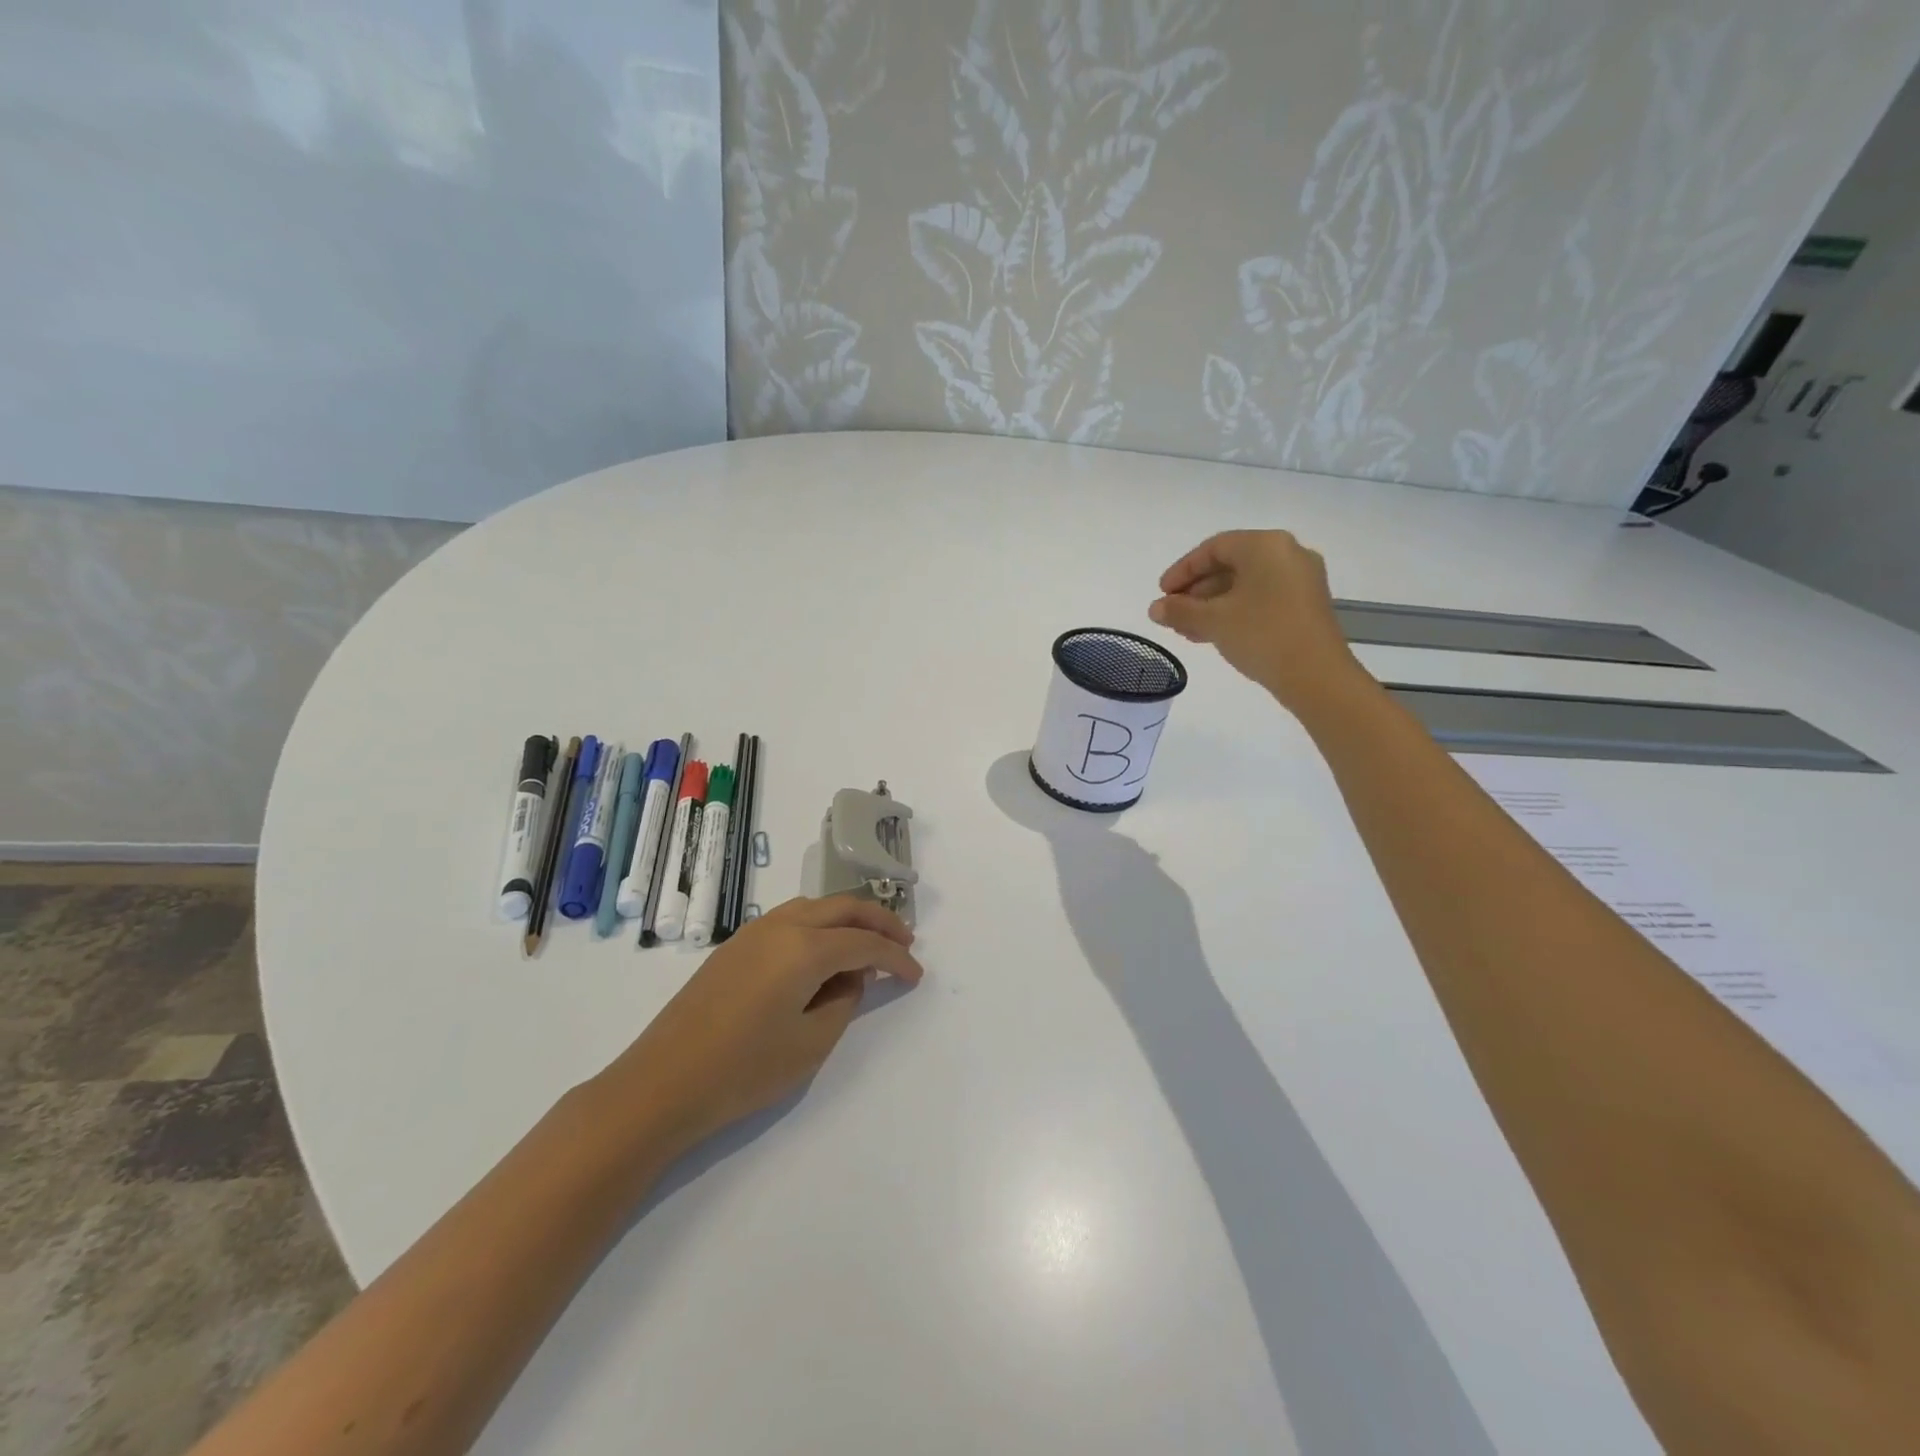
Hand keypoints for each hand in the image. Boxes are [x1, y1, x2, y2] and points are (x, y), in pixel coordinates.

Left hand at [596, 896, 923, 1156]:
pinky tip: (822, 956)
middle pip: (842, 907)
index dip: (896, 957)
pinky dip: (818, 928)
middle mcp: (781, 926)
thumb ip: (843, 1003)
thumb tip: (851, 978)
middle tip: (905, 942)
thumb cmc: (742, 1071)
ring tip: (867, 947)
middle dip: (879, 921)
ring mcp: (752, 932)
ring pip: (814, 907)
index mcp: (804, 948)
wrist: (660, 1084)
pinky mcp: (734, 946)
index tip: (916, 974)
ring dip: (847, 920)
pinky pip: (790, 920)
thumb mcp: (809, 1045)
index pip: (864, 942)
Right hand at [1148, 529, 1364, 711]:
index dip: (1182, 570)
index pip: (1214, 548)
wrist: (1316, 675)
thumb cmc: (1261, 635)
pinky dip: (1236, 610)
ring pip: (1246, 584)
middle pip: (1231, 564)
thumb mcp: (1213, 621)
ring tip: (1188, 630)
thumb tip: (1155, 608)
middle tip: (1173, 613)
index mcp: (1265, 545)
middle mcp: (1288, 553)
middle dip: (1197, 590)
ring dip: (1213, 604)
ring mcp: (1302, 579)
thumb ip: (1179, 610)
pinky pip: (1263, 598)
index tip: (1162, 593)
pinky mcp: (1307, 604)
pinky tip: (1214, 633)